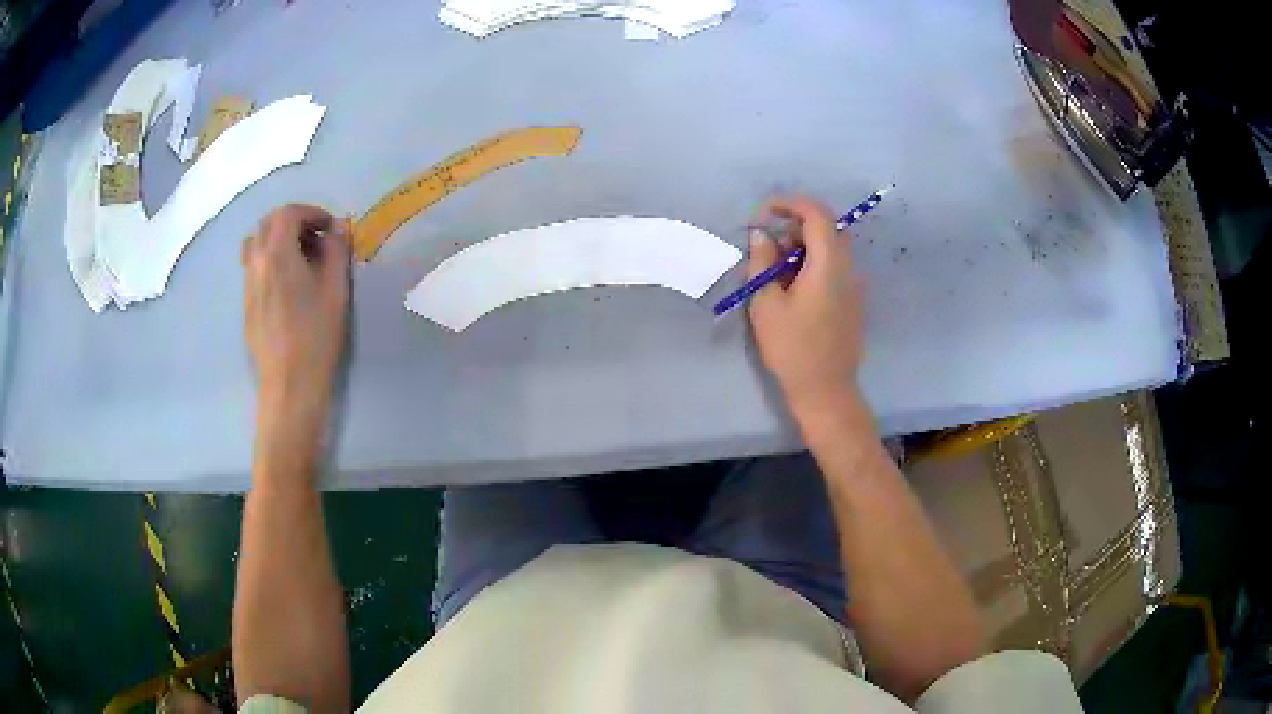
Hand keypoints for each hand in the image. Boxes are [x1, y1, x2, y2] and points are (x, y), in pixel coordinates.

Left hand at [243, 204, 350, 418]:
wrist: (289, 383)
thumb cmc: (316, 336)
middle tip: (316, 239)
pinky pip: (253, 265)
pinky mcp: (247, 303)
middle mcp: (256, 262)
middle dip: (293, 222)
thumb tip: (337, 227)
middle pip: (268, 223)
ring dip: (278, 239)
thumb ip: (337, 251)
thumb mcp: (336, 290)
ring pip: (256, 243)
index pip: (288, 213)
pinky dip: (270, 259)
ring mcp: (248, 284)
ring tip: (299, 258)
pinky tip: (288, 283)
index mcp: (277, 254)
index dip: (311, 212)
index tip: (330, 228)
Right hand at [747, 196, 863, 415]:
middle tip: (766, 243)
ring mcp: (854, 285)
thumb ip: (763, 263)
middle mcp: (848, 268)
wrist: (826, 390)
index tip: (764, 212)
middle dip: (794, 225)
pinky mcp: (853, 300)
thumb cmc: (792, 348)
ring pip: (830, 248)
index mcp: (829, 264)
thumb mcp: (766, 304)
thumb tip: (761, 235)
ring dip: (802, 246)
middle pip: (826, 228)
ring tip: (774, 269)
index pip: (817, 214)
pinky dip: (812, 263)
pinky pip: (834, 267)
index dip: (790, 203)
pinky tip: (792, 287)